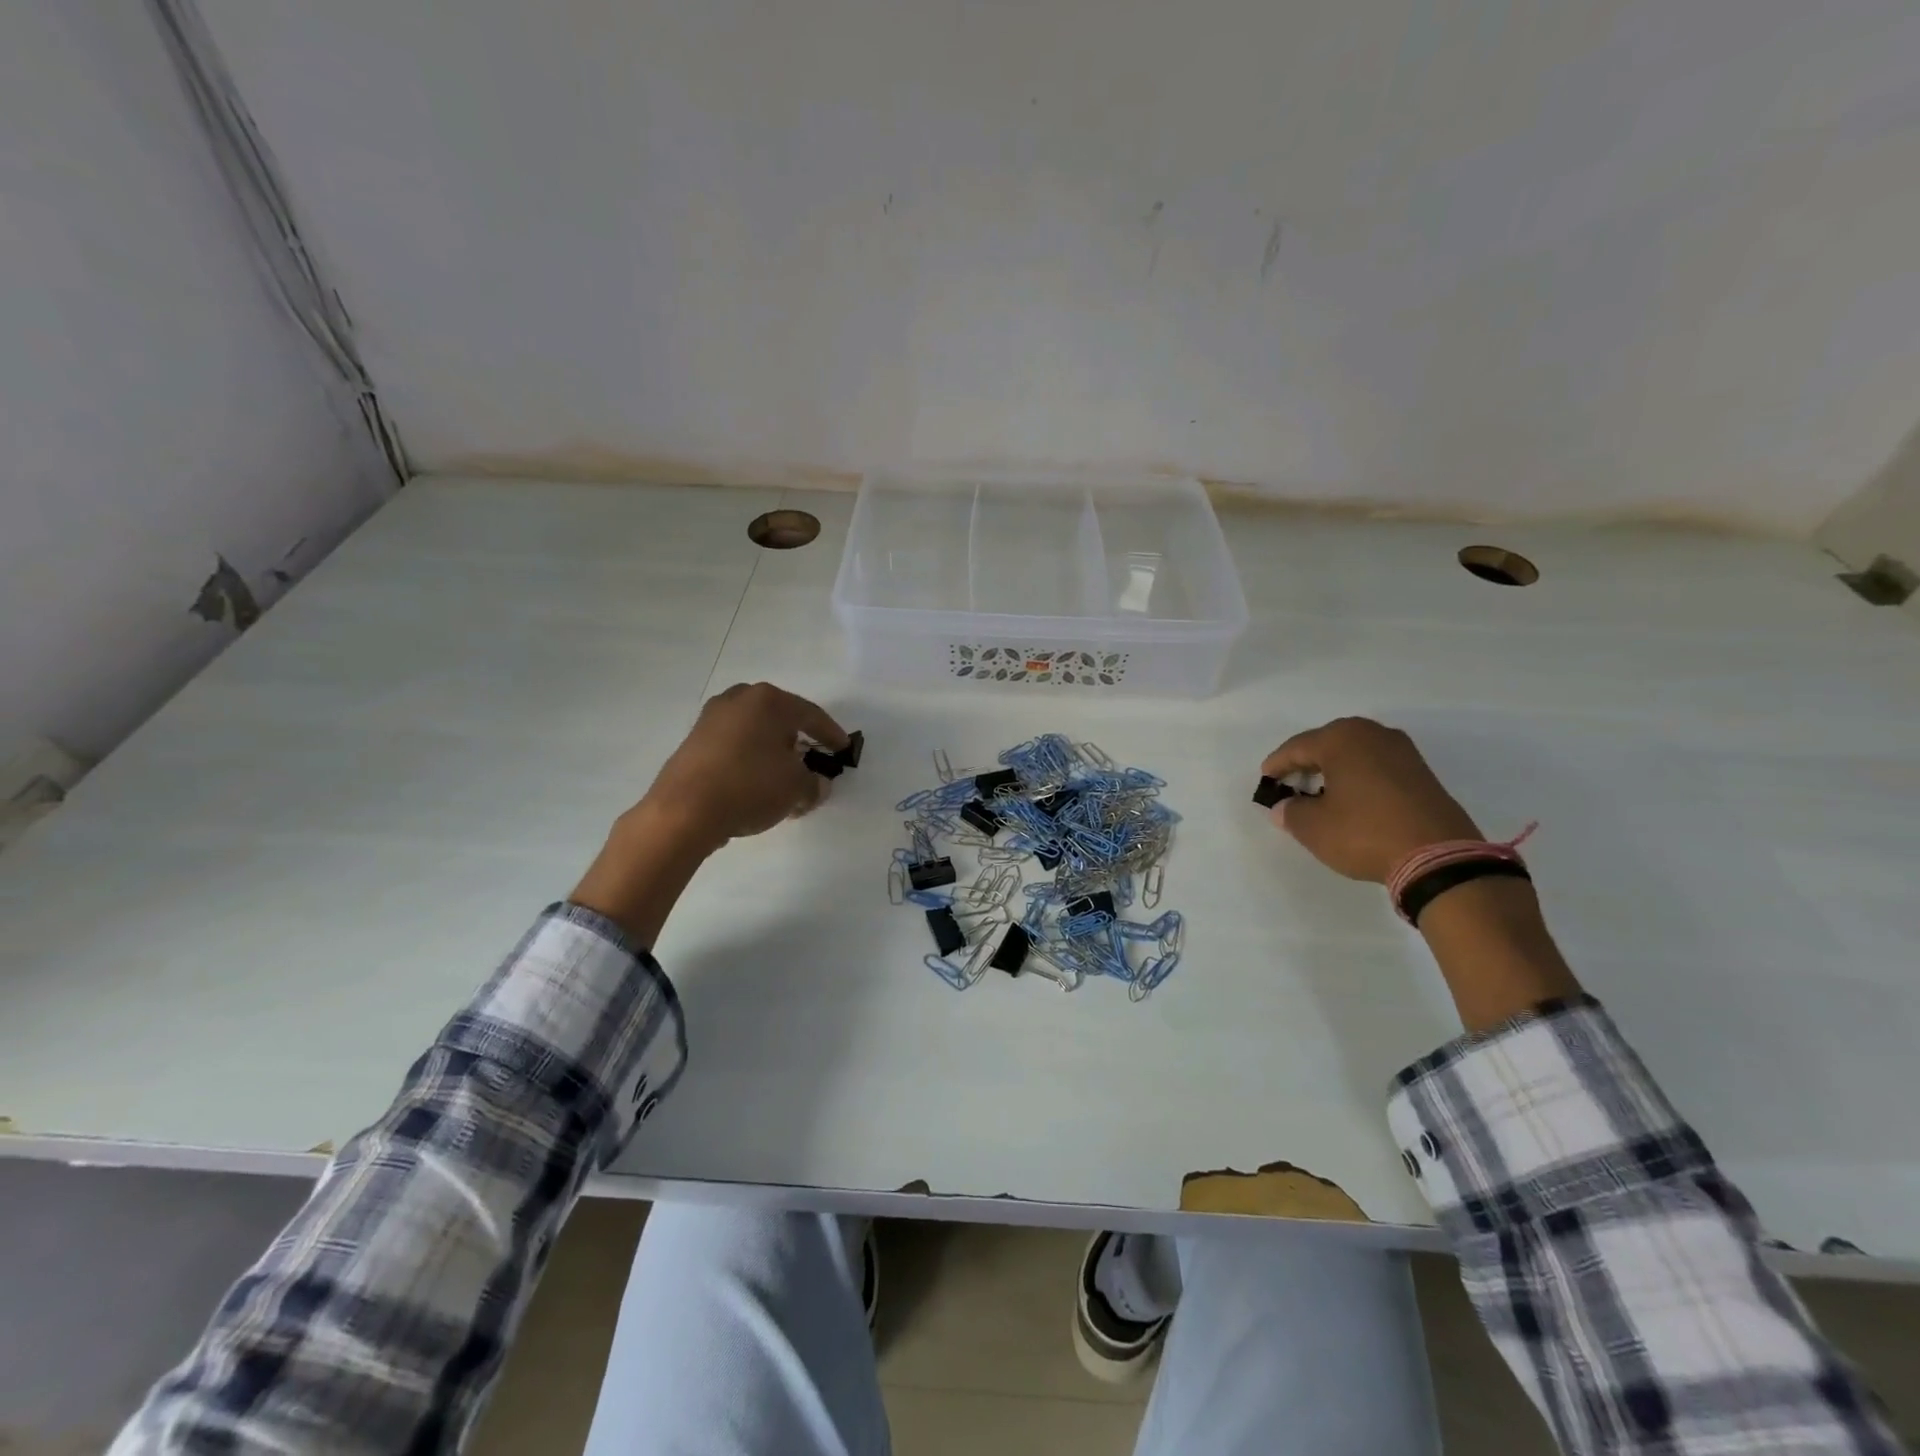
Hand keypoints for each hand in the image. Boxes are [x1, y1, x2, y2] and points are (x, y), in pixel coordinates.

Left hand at [636, 681, 848, 850]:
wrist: (684, 810)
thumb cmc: (750, 787)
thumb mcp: (796, 788)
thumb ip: (814, 784)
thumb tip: (816, 785)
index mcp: (769, 701)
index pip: (811, 715)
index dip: (831, 734)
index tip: (843, 748)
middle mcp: (739, 700)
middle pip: (780, 718)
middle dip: (797, 739)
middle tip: (811, 758)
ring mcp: (712, 718)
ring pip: (754, 731)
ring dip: (771, 751)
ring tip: (782, 775)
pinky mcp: (693, 741)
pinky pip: (734, 745)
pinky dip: (749, 759)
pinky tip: (754, 782)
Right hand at [1261, 718, 1480, 882]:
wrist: (1438, 857)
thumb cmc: (1364, 833)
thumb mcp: (1313, 827)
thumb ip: (1290, 812)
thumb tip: (1285, 807)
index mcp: (1341, 738)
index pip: (1296, 747)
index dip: (1277, 765)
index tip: (1265, 781)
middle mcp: (1372, 734)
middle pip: (1327, 744)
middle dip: (1306, 763)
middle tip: (1290, 783)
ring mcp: (1402, 751)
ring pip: (1354, 754)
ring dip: (1333, 770)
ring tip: (1319, 793)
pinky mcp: (1421, 772)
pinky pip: (1376, 766)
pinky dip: (1358, 778)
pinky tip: (1351, 799)